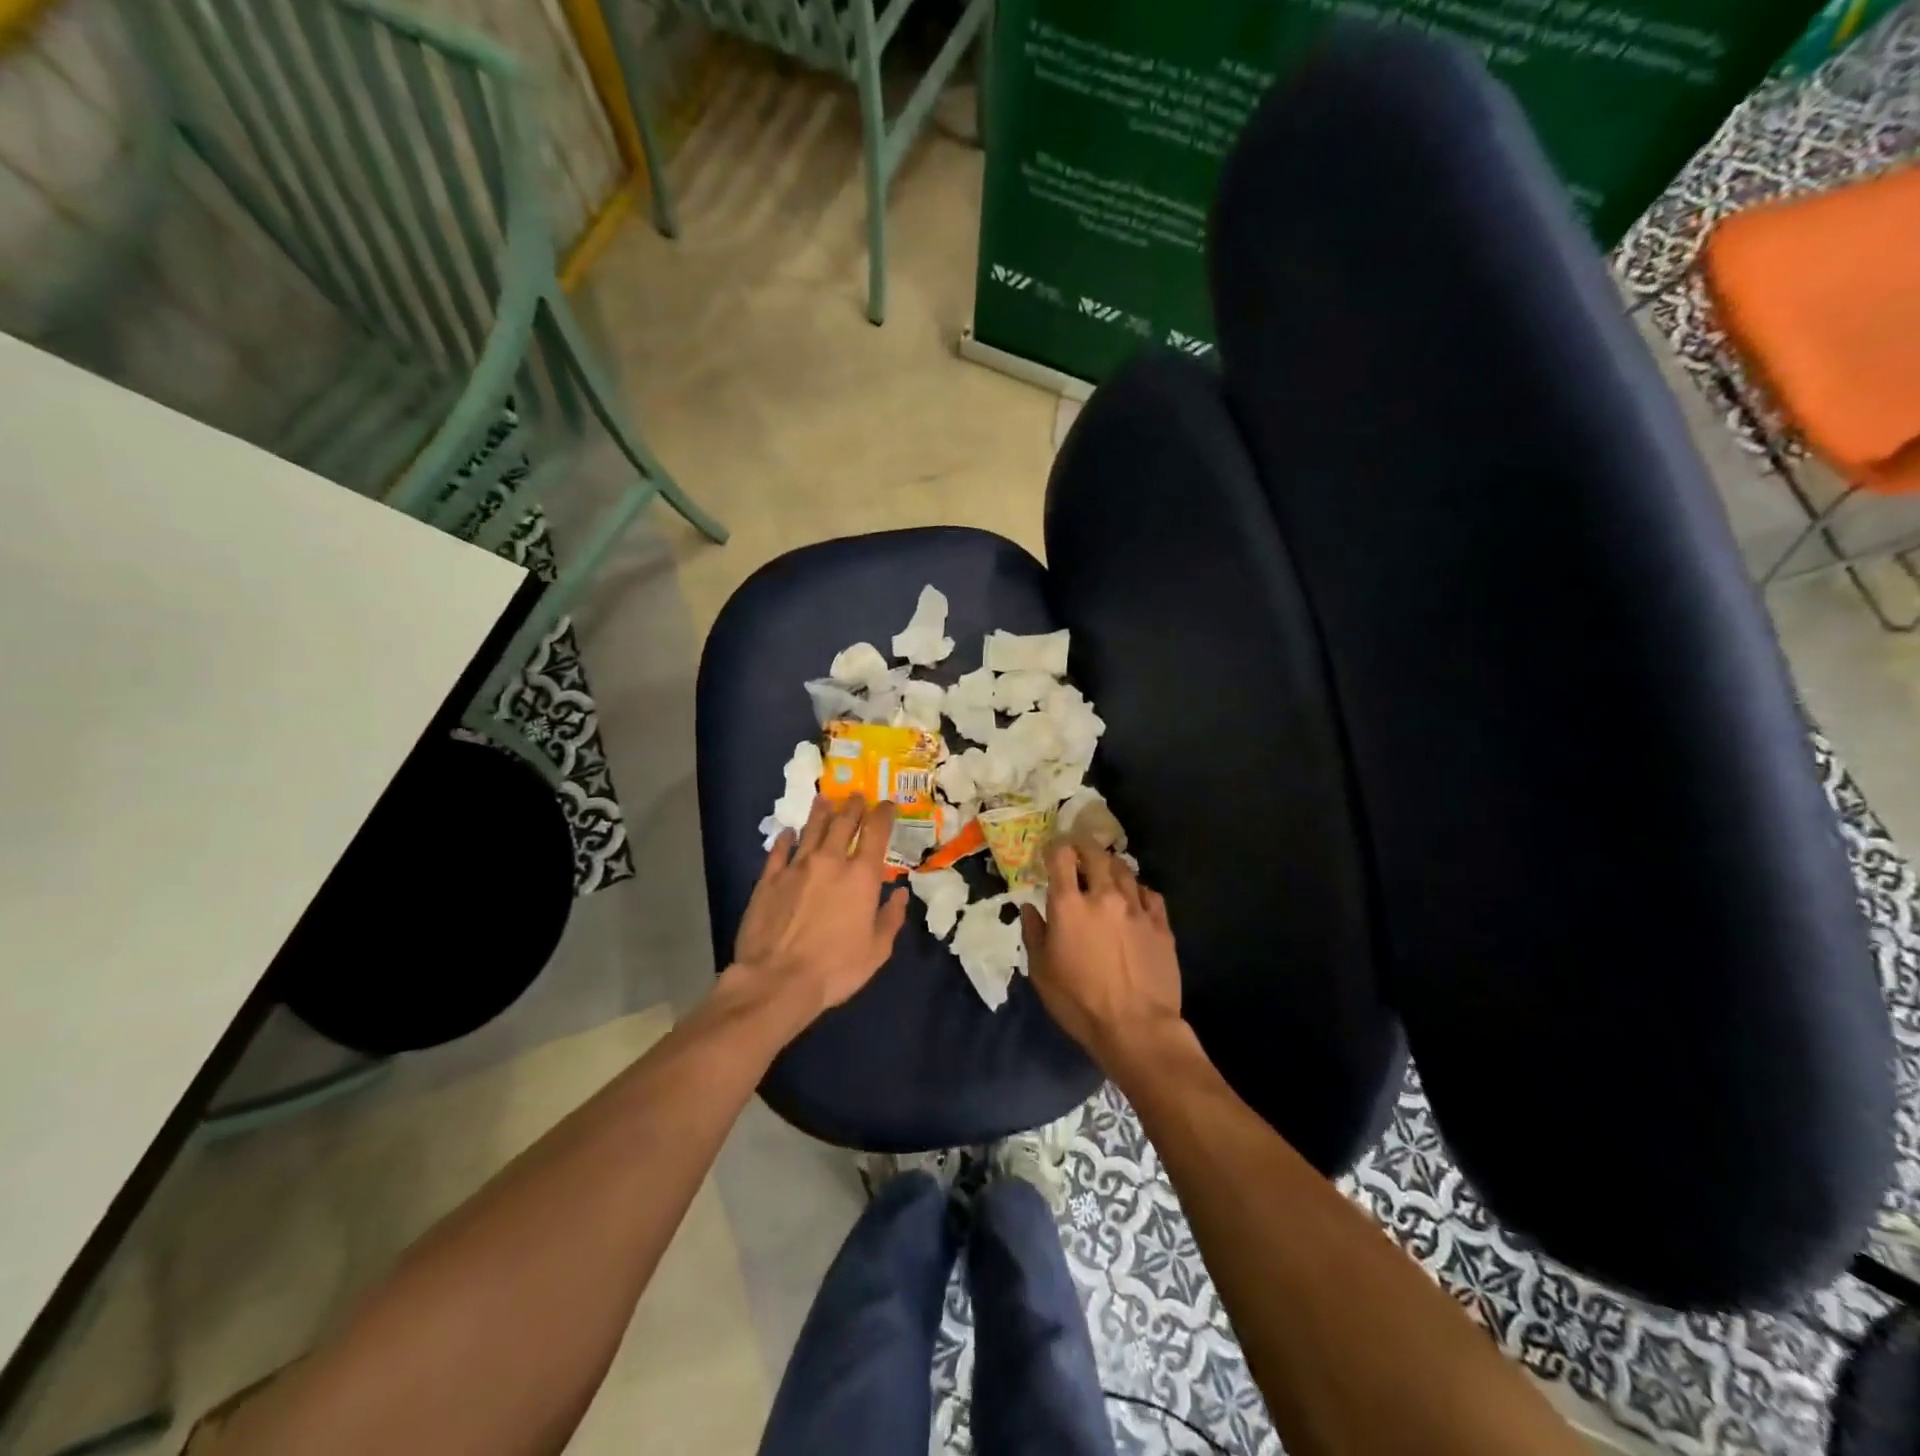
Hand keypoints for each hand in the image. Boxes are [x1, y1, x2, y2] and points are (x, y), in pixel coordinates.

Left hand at [727, 795, 908, 1031]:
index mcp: (861, 876)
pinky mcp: (768, 879)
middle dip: (853, 806)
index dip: (883, 814)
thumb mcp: (877, 950)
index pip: (876, 832)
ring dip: (821, 812)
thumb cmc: (836, 969)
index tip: (887, 804)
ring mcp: (796, 867)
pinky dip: (785, 838)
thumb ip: (890, 918)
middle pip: (843, 823)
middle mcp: (830, 861)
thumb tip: (900, 894)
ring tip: (825, 799)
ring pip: (811, 829)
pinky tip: (788, 832)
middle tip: (857, 796)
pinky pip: (778, 850)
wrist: (777, 980)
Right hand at [1021, 842, 1183, 1072]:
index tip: (1052, 851)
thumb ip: (1034, 933)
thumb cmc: (1079, 1002)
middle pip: (1096, 854)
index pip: (1061, 857)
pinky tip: (1134, 899)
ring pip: (1124, 870)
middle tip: (1079, 852)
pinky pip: (1149, 894)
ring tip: (1106, 872)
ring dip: (1111, 866)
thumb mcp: (1041, 972)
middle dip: (1084, 847)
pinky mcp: (1161, 924)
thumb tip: (1030, 908)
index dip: (1055, 848)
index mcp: (1069, 905)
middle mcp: (1104, 896)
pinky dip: (1138, 890)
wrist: (1136, 1028)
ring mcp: (1136, 908)